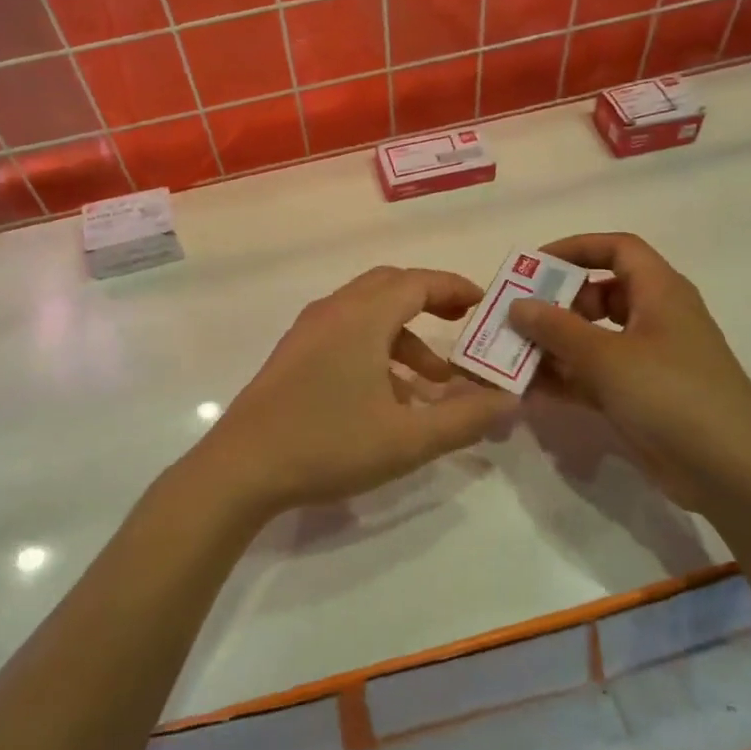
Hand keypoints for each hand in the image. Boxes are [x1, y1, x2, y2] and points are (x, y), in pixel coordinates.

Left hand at [191, 266, 516, 521]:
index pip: (417, 282)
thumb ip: (464, 419)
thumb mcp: (407, 439)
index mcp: (362, 317)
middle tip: (462, 325)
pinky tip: (387, 396)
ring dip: (404, 335)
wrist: (242, 467)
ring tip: (431, 382)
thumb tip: (509, 400)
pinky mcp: (293, 354)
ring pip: (366, 313)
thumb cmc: (328, 444)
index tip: (483, 304)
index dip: (454, 287)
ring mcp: (308, 331)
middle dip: (430, 301)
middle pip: (390, 287)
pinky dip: (375, 348)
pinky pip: (345, 333)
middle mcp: (333, 311)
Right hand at [507, 233, 750, 523]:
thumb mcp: (607, 357)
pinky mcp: (641, 397)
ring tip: (512, 353)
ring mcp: (649, 360)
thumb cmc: (673, 396)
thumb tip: (517, 305)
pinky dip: (566, 377)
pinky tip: (529, 388)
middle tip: (516, 316)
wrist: (734, 473)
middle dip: (556, 302)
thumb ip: (557, 329)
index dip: (576, 249)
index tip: (534, 266)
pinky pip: (595, 375)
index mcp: (660, 292)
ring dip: (555, 343)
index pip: (617, 249)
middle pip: (600, 294)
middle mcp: (655, 318)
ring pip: (594, 337)